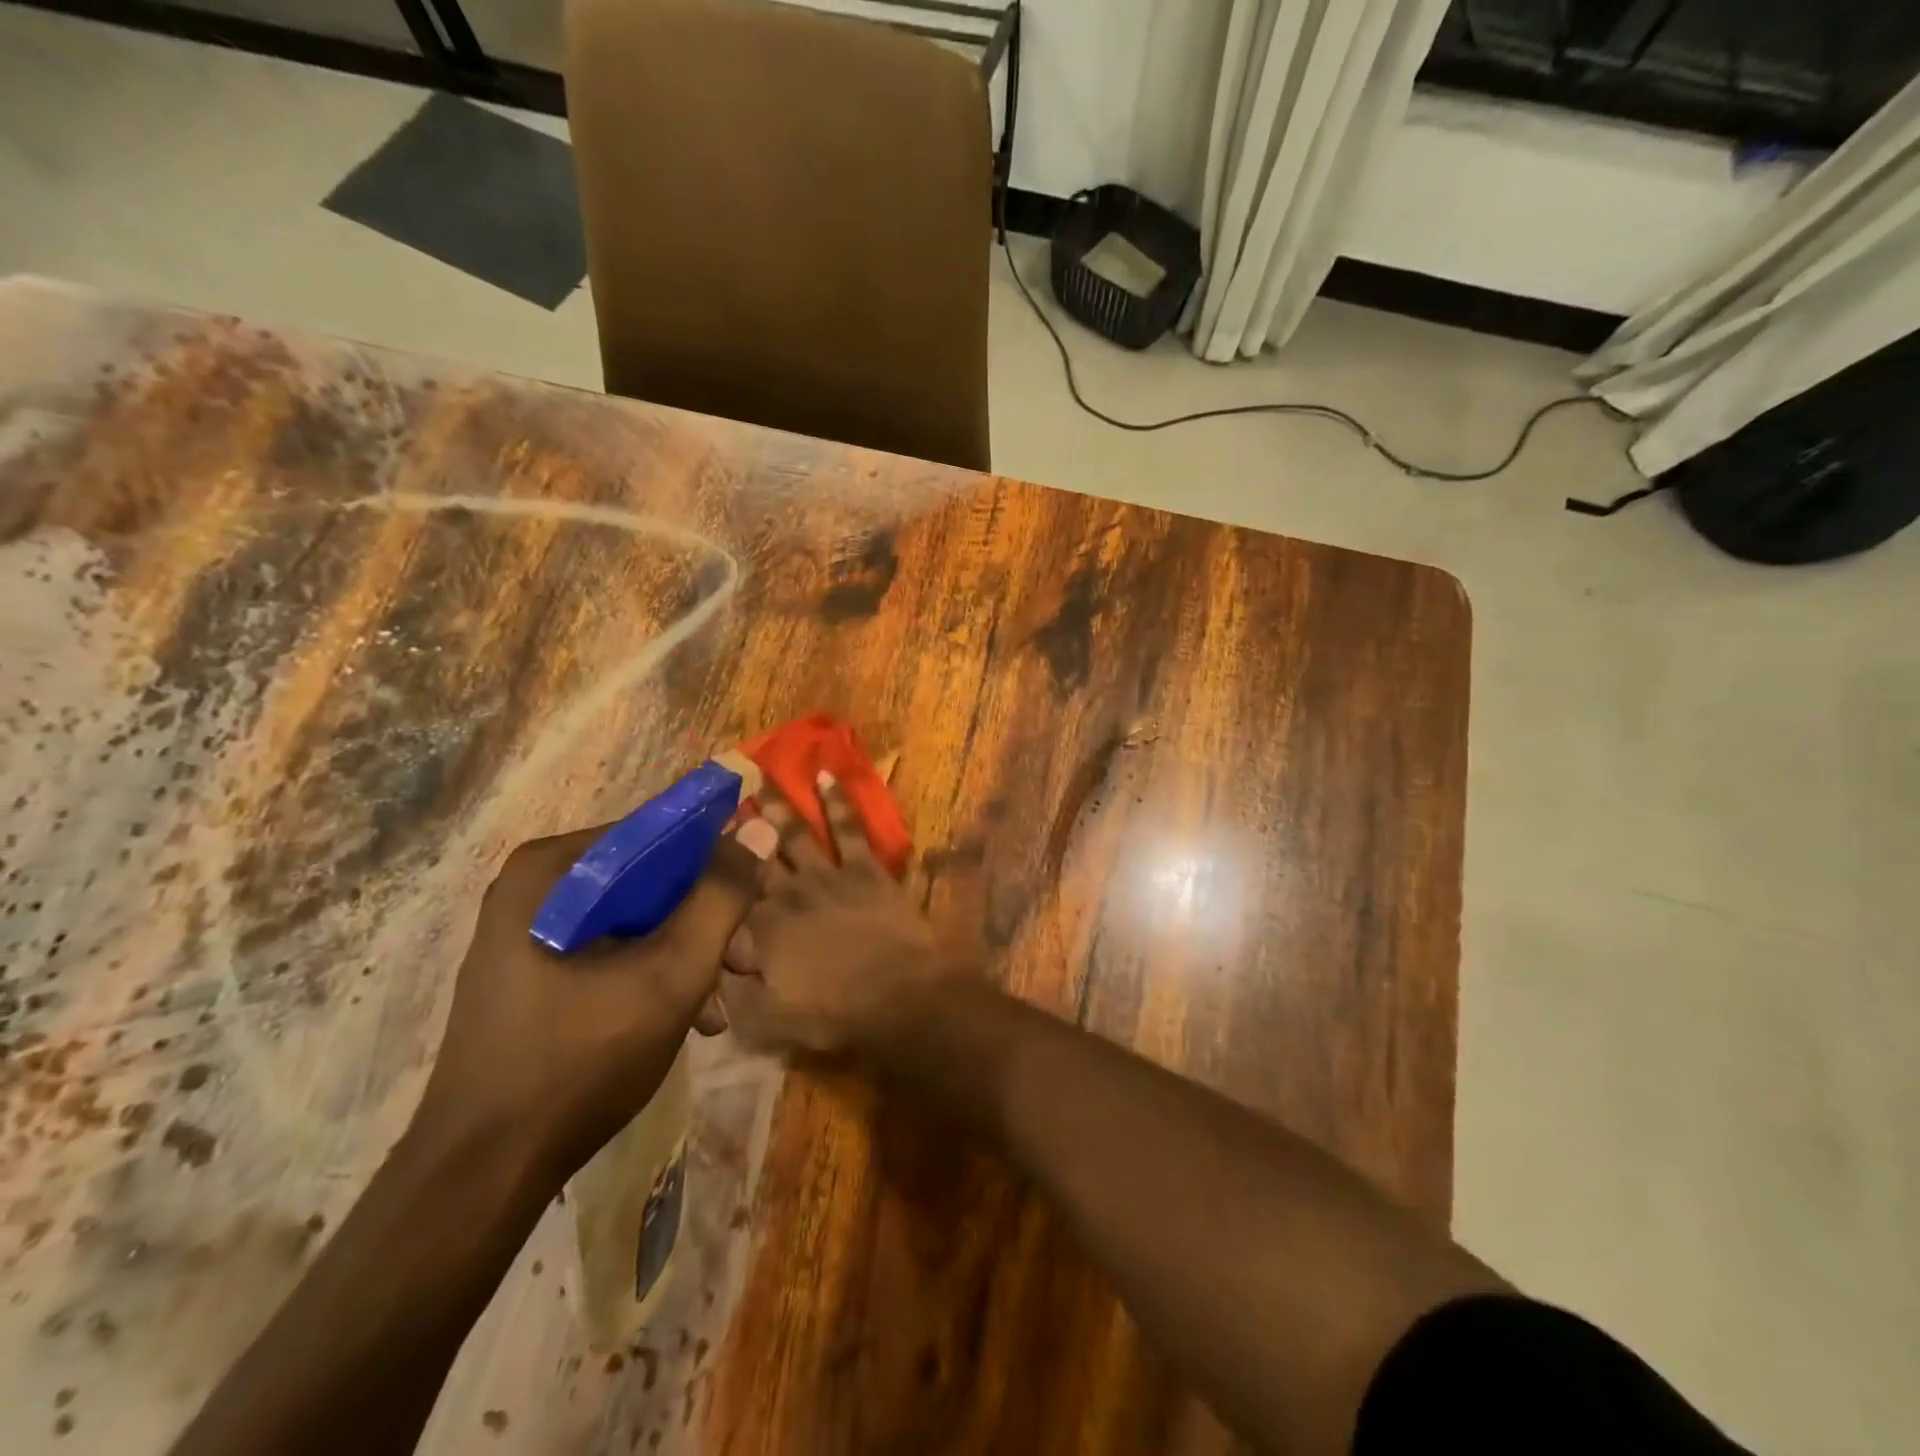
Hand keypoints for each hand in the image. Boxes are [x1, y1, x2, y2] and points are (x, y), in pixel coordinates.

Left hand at [412, 821, 770, 1183]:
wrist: (482, 1173)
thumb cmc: (580, 1060)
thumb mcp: (673, 974)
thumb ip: (722, 897)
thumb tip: (760, 831)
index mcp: (553, 869)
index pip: (659, 835)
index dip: (718, 862)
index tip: (757, 902)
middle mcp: (534, 887)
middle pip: (649, 880)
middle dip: (706, 921)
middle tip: (746, 963)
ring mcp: (527, 931)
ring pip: (635, 918)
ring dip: (687, 953)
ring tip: (720, 1005)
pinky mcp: (530, 971)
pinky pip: (610, 949)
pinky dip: (652, 974)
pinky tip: (686, 1019)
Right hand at [721, 776, 965, 1055]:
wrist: (900, 994)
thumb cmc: (836, 1012)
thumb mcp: (769, 1020)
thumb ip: (734, 991)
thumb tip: (713, 962)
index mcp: (761, 930)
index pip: (727, 901)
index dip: (711, 876)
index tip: (692, 848)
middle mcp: (788, 894)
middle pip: (755, 857)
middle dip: (736, 830)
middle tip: (719, 798)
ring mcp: (827, 875)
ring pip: (795, 834)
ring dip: (777, 806)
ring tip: (761, 777)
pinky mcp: (864, 868)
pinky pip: (848, 828)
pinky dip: (837, 801)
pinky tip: (826, 775)